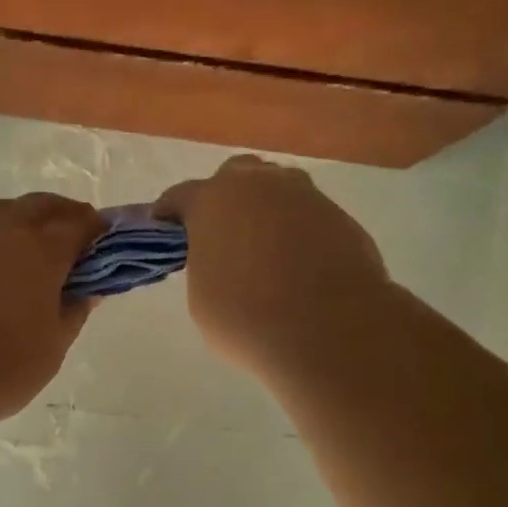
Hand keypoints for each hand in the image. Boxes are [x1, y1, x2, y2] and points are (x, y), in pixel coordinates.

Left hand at [0, 193, 105, 432]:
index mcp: (38, 251)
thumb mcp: (51, 349)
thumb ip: (73, 312)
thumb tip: (88, 290)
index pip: (77, 224)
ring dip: (19, 219)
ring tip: (26, 245)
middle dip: (60, 213)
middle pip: (36, 206)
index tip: (104, 238)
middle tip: (71, 232)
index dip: (95, 228)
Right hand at [156, 155, 388, 376]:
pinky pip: (311, 217)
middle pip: (237, 176)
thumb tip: (221, 259)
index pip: (181, 196)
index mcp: (212, 201)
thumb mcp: (203, 297)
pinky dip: (301, 233)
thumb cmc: (246, 318)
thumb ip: (206, 264)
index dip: (171, 212)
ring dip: (268, 210)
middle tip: (224, 233)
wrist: (327, 330)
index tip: (166, 226)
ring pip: (280, 190)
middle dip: (227, 198)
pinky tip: (302, 264)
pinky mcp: (341, 217)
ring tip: (267, 248)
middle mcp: (259, 186)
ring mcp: (306, 197)